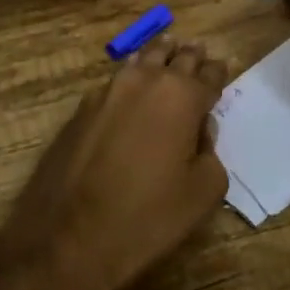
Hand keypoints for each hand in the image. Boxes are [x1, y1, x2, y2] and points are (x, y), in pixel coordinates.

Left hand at [0, 38, 230, 289]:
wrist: (67, 237)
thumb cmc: (146, 217)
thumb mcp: (201, 193)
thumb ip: (210, 152)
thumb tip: (200, 131)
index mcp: (181, 96)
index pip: (208, 74)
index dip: (217, 72)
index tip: (222, 67)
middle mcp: (146, 81)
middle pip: (174, 57)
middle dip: (189, 56)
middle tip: (198, 53)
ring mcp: (109, 90)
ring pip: (142, 60)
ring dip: (158, 57)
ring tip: (168, 55)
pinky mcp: (82, 106)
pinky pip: (116, 80)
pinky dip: (131, 76)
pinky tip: (133, 85)